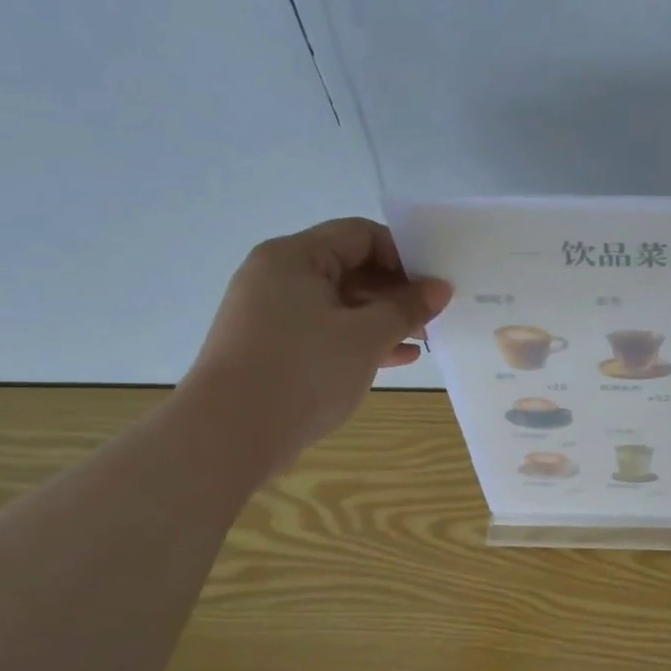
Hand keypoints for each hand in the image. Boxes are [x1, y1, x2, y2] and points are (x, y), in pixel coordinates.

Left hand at [180, 219, 451, 480]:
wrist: (230, 435)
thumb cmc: (303, 371)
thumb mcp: (366, 337)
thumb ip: (407, 308)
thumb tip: (439, 288)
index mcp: (295, 258)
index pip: (359, 235)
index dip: (403, 254)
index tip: (434, 283)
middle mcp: (278, 277)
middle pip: (350, 268)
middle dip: (396, 290)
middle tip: (434, 314)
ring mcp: (272, 315)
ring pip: (340, 304)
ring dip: (383, 319)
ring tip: (423, 339)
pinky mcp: (273, 349)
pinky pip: (326, 332)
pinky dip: (360, 340)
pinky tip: (398, 358)